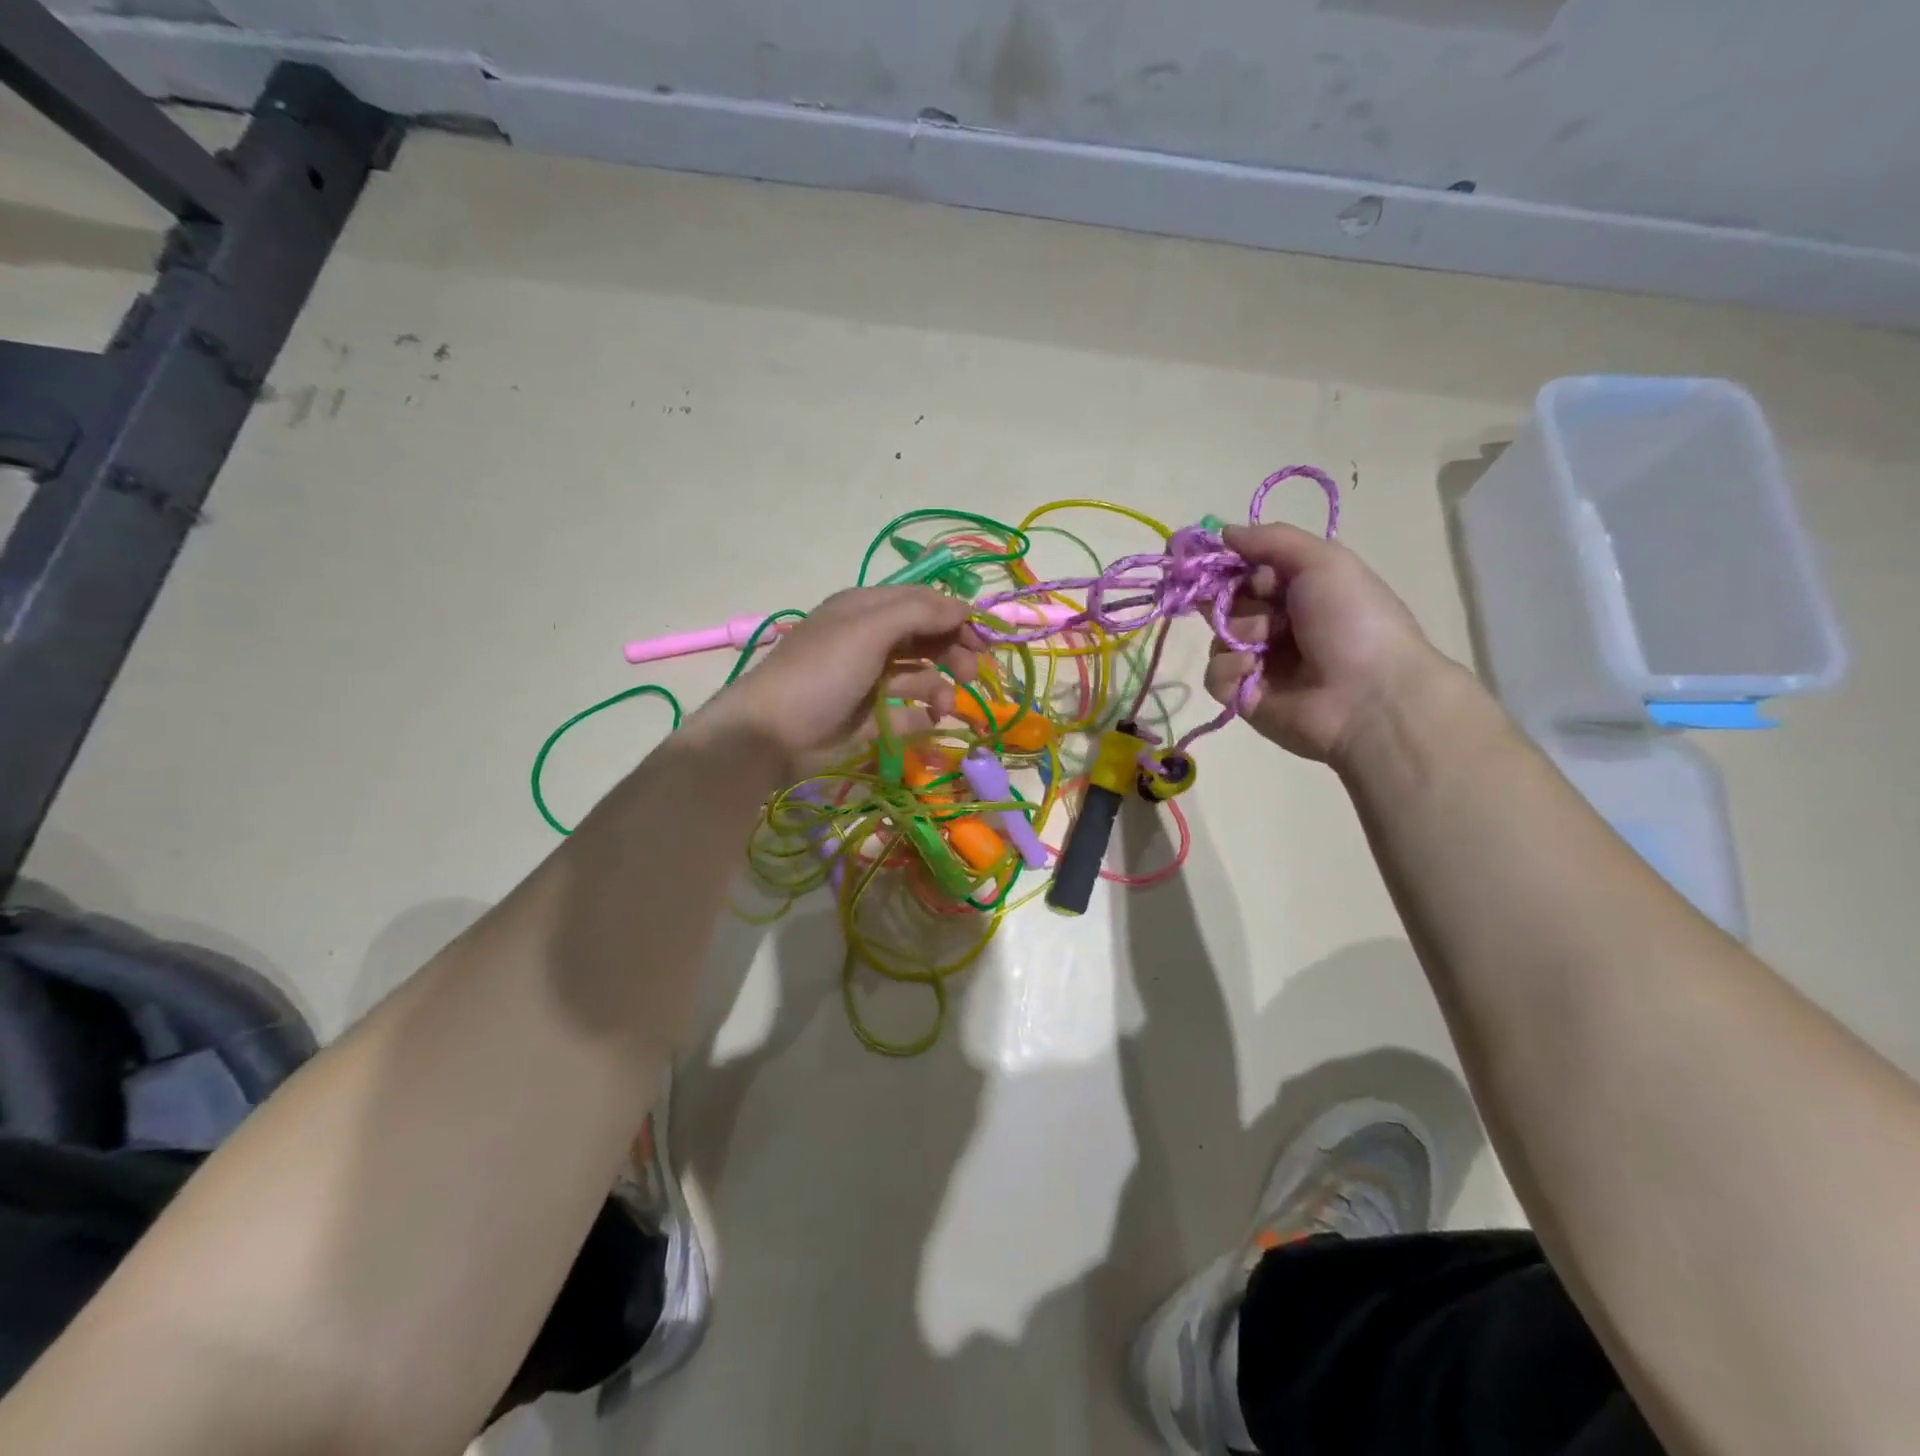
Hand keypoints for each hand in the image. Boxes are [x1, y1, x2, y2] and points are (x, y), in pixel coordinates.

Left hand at [698, 587, 980, 775]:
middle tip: (972, 675)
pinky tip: (930, 721)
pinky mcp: (870, 717)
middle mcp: (870, 640)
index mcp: (866, 610)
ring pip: (920, 675)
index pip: (922, 602)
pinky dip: (922, 715)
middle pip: (925, 638)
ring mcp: (869, 680)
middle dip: (953, 652)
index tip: (985, 639)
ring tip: (945, 706)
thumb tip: (963, 608)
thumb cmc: (821, 672)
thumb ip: (918, 613)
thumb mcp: (868, 630)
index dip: (955, 617)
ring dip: (940, 687)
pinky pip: (907, 711)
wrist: (772, 733)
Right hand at [1204, 524, 1448, 764]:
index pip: (1247, 571)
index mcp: (1300, 592)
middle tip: (1261, 606)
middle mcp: (1278, 624)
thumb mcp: (1322, 561)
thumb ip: (1271, 539)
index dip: (1232, 566)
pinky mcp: (1243, 697)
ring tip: (1267, 645)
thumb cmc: (1352, 620)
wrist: (1368, 695)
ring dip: (1238, 634)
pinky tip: (1254, 671)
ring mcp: (1260, 663)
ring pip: (1219, 637)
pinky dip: (1229, 668)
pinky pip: (1215, 674)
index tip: (1215, 560)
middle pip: (1226, 602)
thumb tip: (1223, 531)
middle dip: (1234, 600)